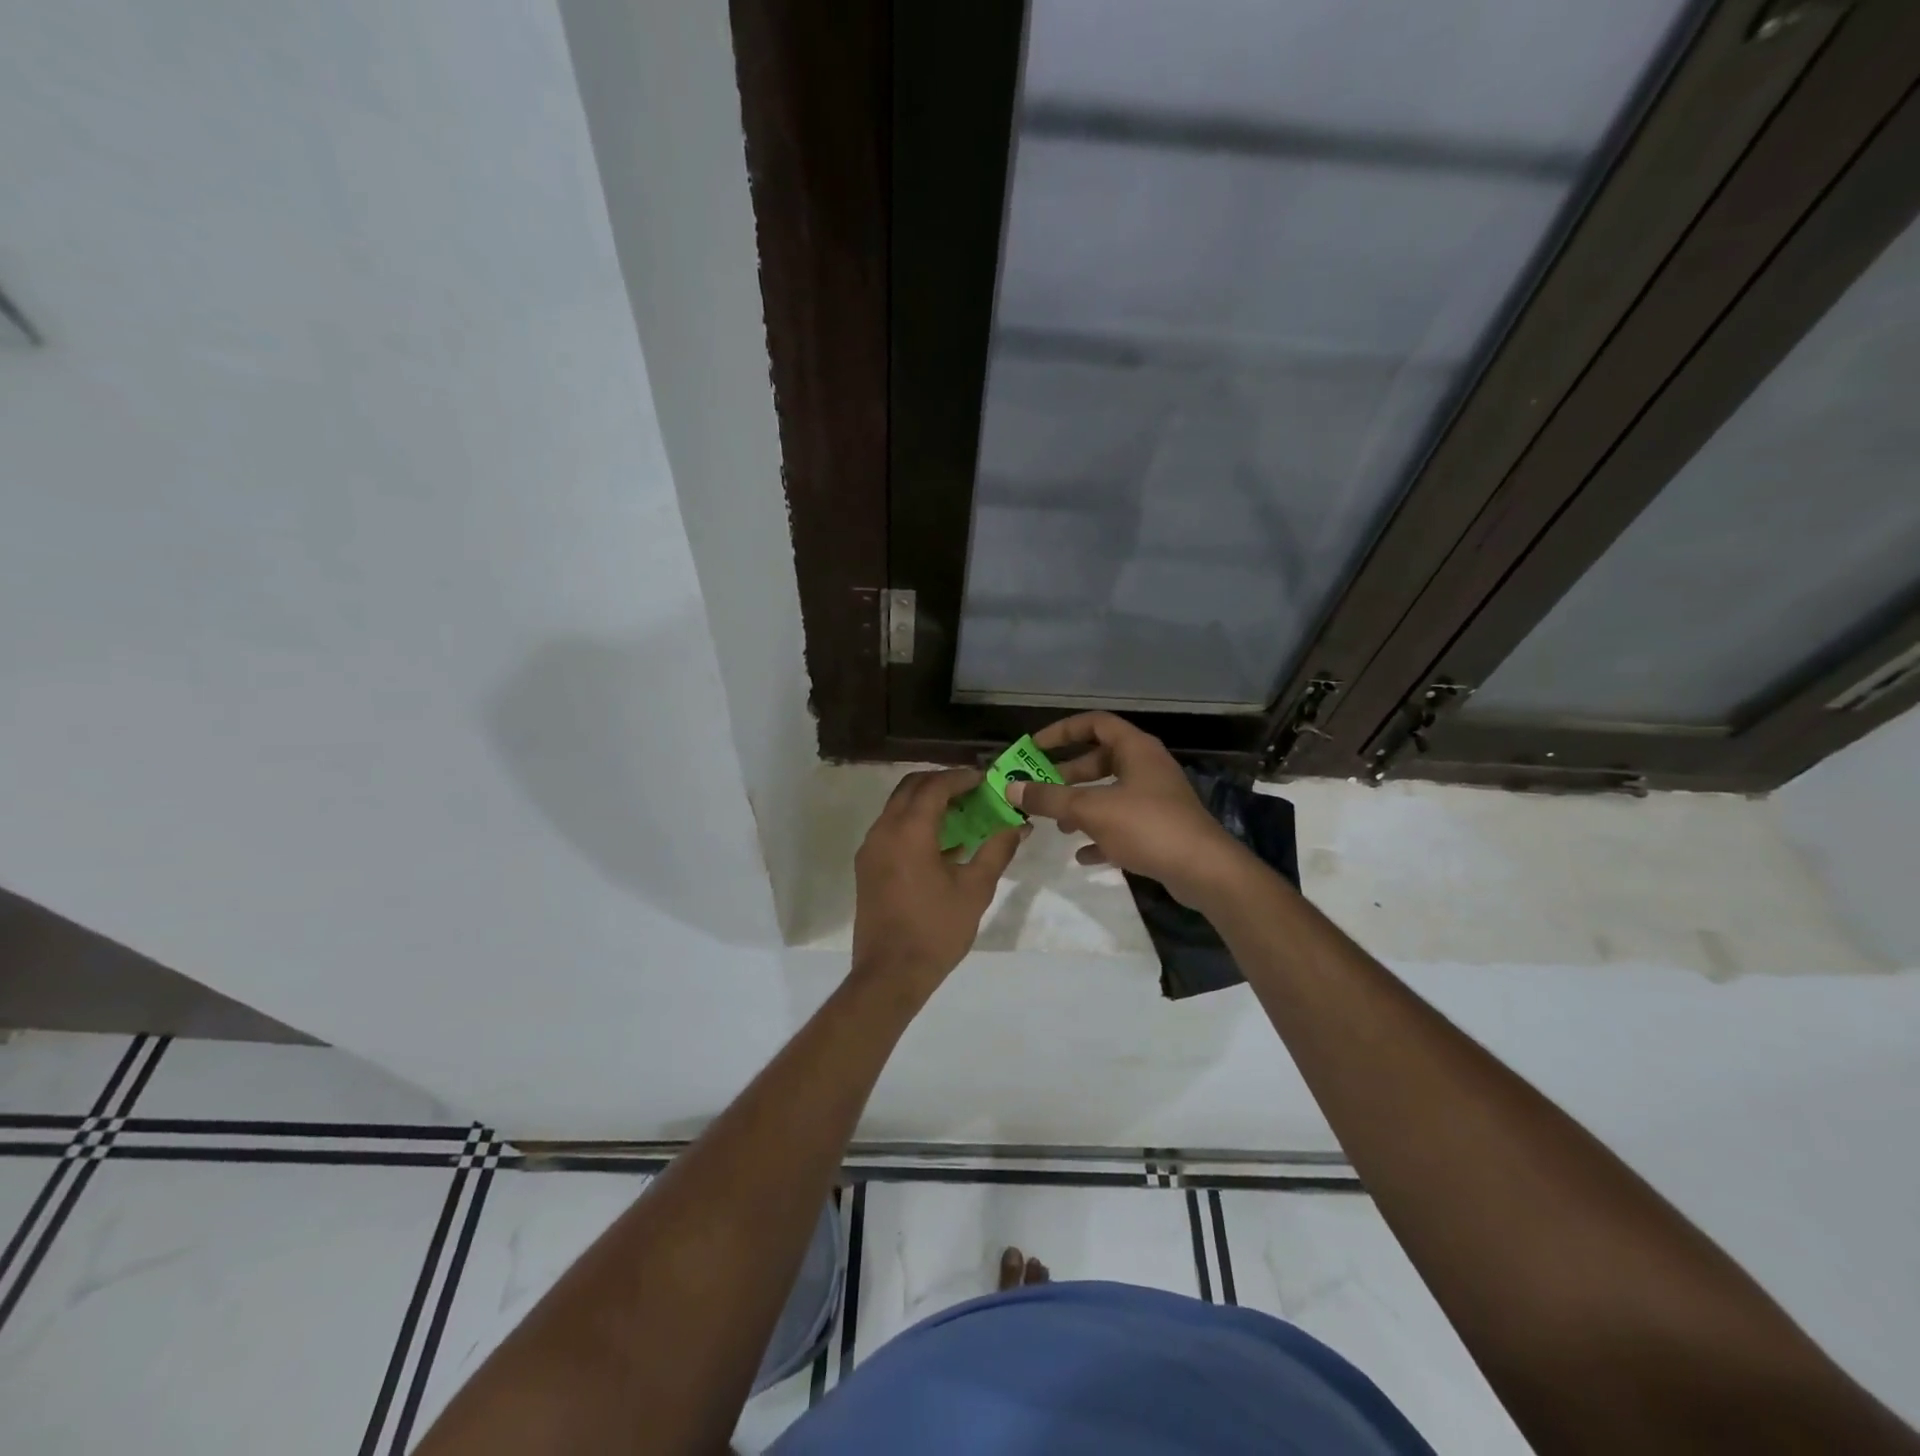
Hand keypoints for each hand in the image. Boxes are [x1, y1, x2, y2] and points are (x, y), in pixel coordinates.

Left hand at [851, 768, 1023, 995]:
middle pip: (910, 788)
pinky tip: (941, 843)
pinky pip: (891, 829)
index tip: (985, 779)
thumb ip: (997, 850)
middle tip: (972, 790)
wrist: (890, 973)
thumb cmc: (936, 930)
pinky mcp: (867, 866)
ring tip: (961, 813)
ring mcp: (871, 849)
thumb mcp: (975, 889)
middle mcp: (883, 830)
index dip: (961, 778)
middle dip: (941, 783)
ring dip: (926, 802)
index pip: (934, 786)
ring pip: (897, 807)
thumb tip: (1018, 825)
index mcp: (909, 831)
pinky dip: (914, 823)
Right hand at [1007, 712, 1251, 907]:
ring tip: (1057, 826)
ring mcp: (1155, 798)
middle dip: (1067, 776)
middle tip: (1039, 791)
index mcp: (1135, 749)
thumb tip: (1010, 788)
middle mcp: (1146, 767)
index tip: (1034, 747)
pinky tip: (1082, 855)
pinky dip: (1101, 835)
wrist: (1204, 871)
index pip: (1095, 723)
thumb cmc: (1147, 826)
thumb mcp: (1090, 810)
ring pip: (1109, 794)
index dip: (1062, 731)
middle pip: (1099, 760)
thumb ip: (1049, 799)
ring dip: (1081, 807)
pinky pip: (1122, 824)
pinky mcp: (1160, 828)